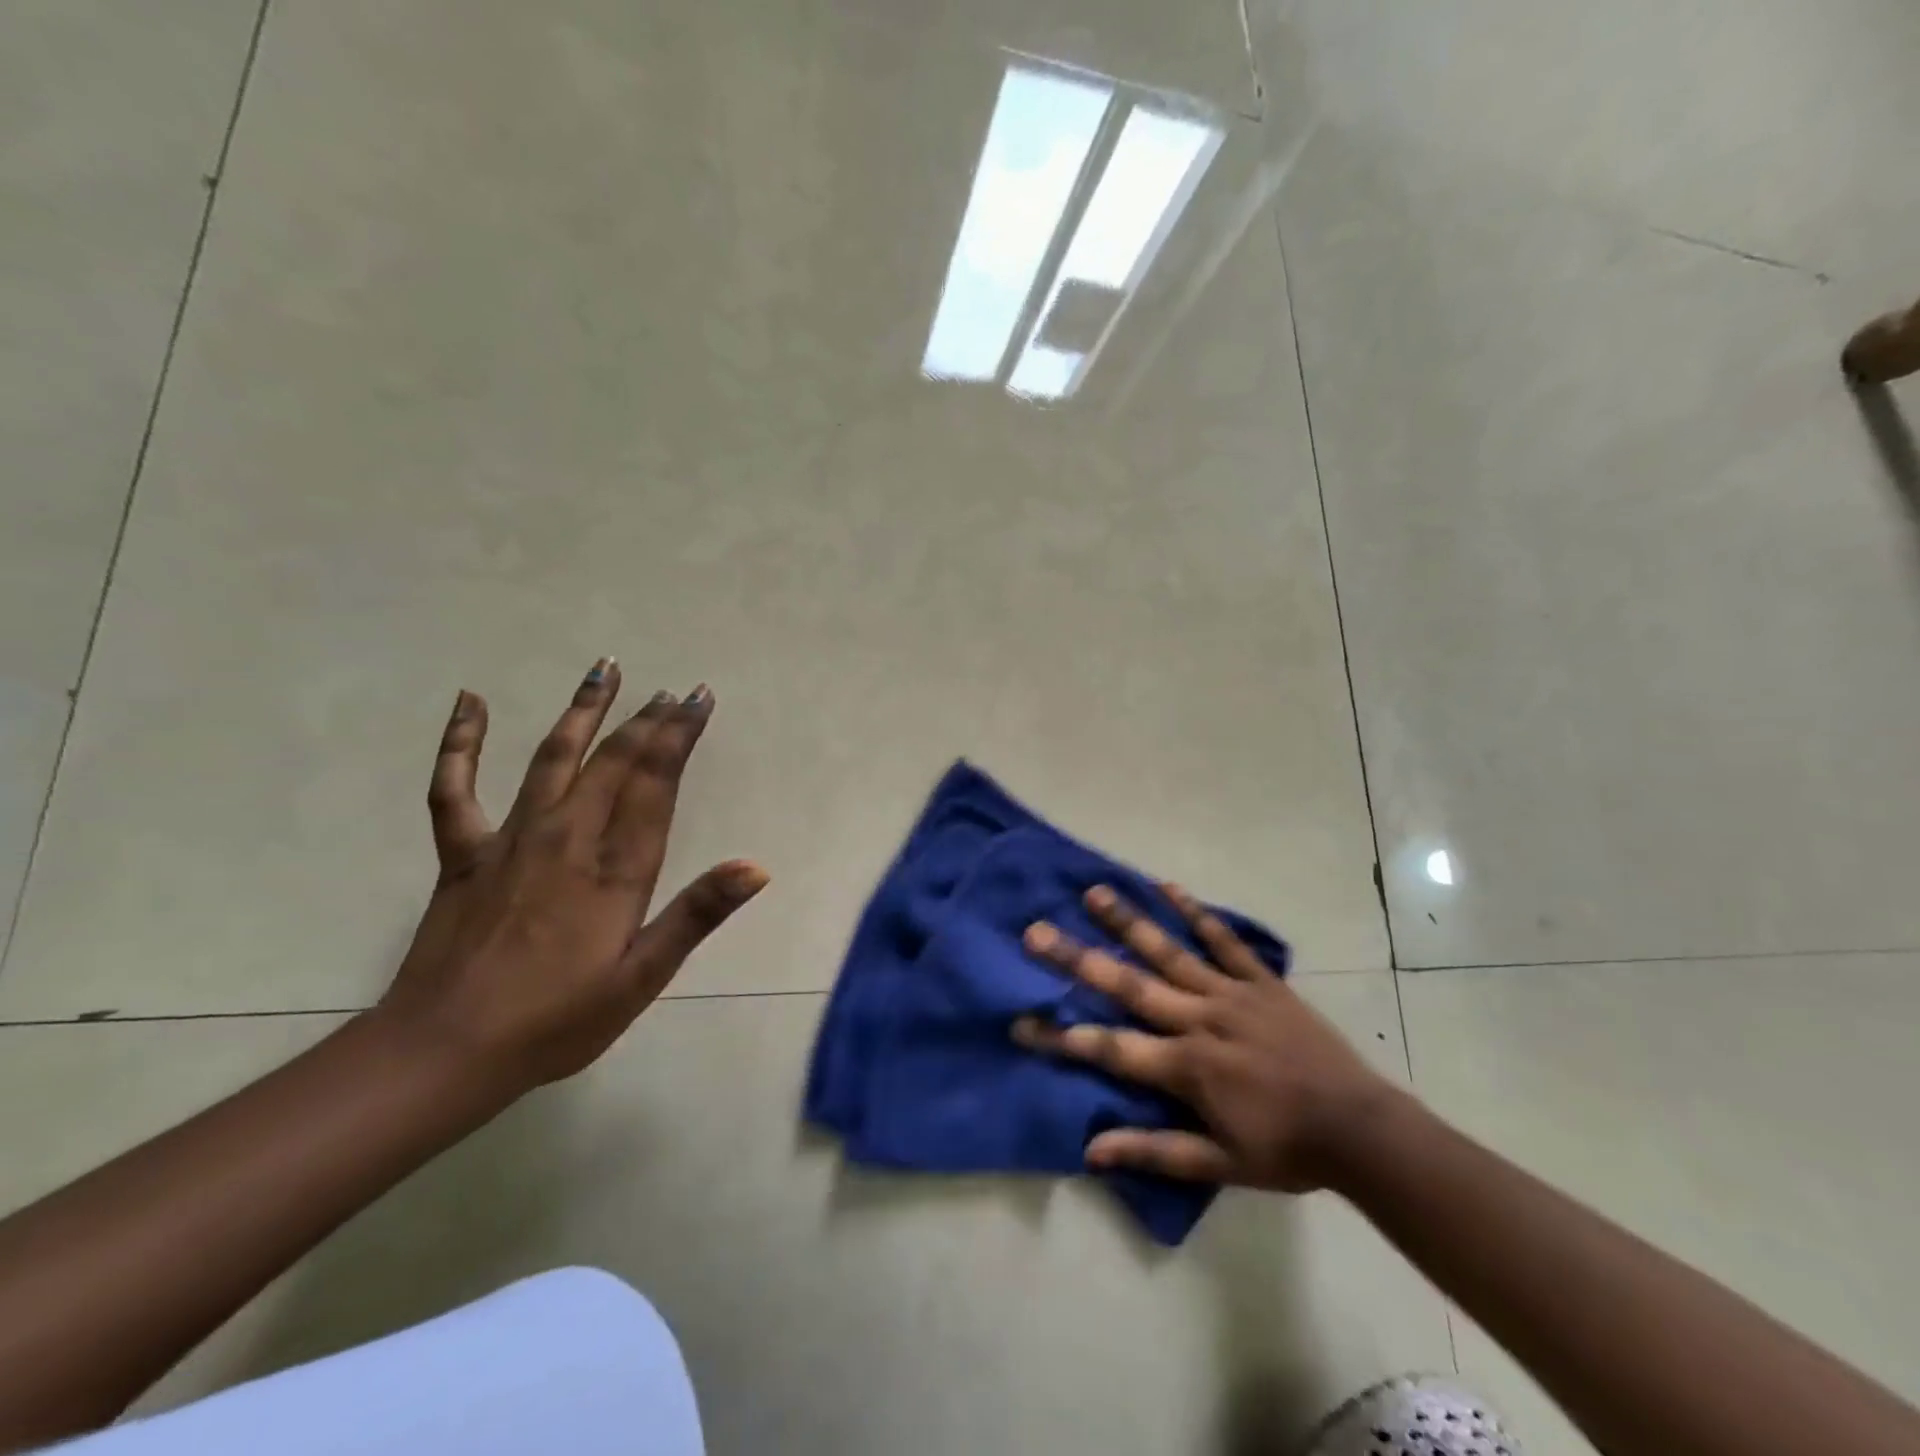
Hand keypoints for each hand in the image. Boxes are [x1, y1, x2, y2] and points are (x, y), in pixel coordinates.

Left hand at [376, 658, 767, 1095]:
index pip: (654, 784)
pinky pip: (456, 788)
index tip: (697, 698)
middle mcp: (566, 839)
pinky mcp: (464, 854)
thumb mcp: (641, 978)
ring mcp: (510, 840)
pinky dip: (461, 743)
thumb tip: (756, 866)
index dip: (678, 736)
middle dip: (648, 720)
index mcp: (614, 869)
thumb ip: (696, 915)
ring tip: (605, 668)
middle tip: (673, 689)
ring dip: (582, 711)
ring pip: (552, 758)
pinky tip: (470, 701)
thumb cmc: (556, 1022)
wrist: (443, 1053)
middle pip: (613, 762)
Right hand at [1012, 883, 1398, 1191]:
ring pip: (1169, 951)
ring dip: (1128, 922)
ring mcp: (1230, 993)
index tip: (1020, 1021)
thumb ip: (1154, 1152)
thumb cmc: (1285, 1150)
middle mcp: (1199, 1019)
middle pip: (1128, 985)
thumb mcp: (1219, 1165)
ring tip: (1095, 892)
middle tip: (1036, 931)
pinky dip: (1196, 912)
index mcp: (1186, 1066)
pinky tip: (1167, 886)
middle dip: (1077, 959)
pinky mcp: (1259, 980)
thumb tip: (1091, 1150)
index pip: (1110, 1048)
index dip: (1061, 1038)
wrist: (1360, 1129)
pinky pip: (1223, 940)